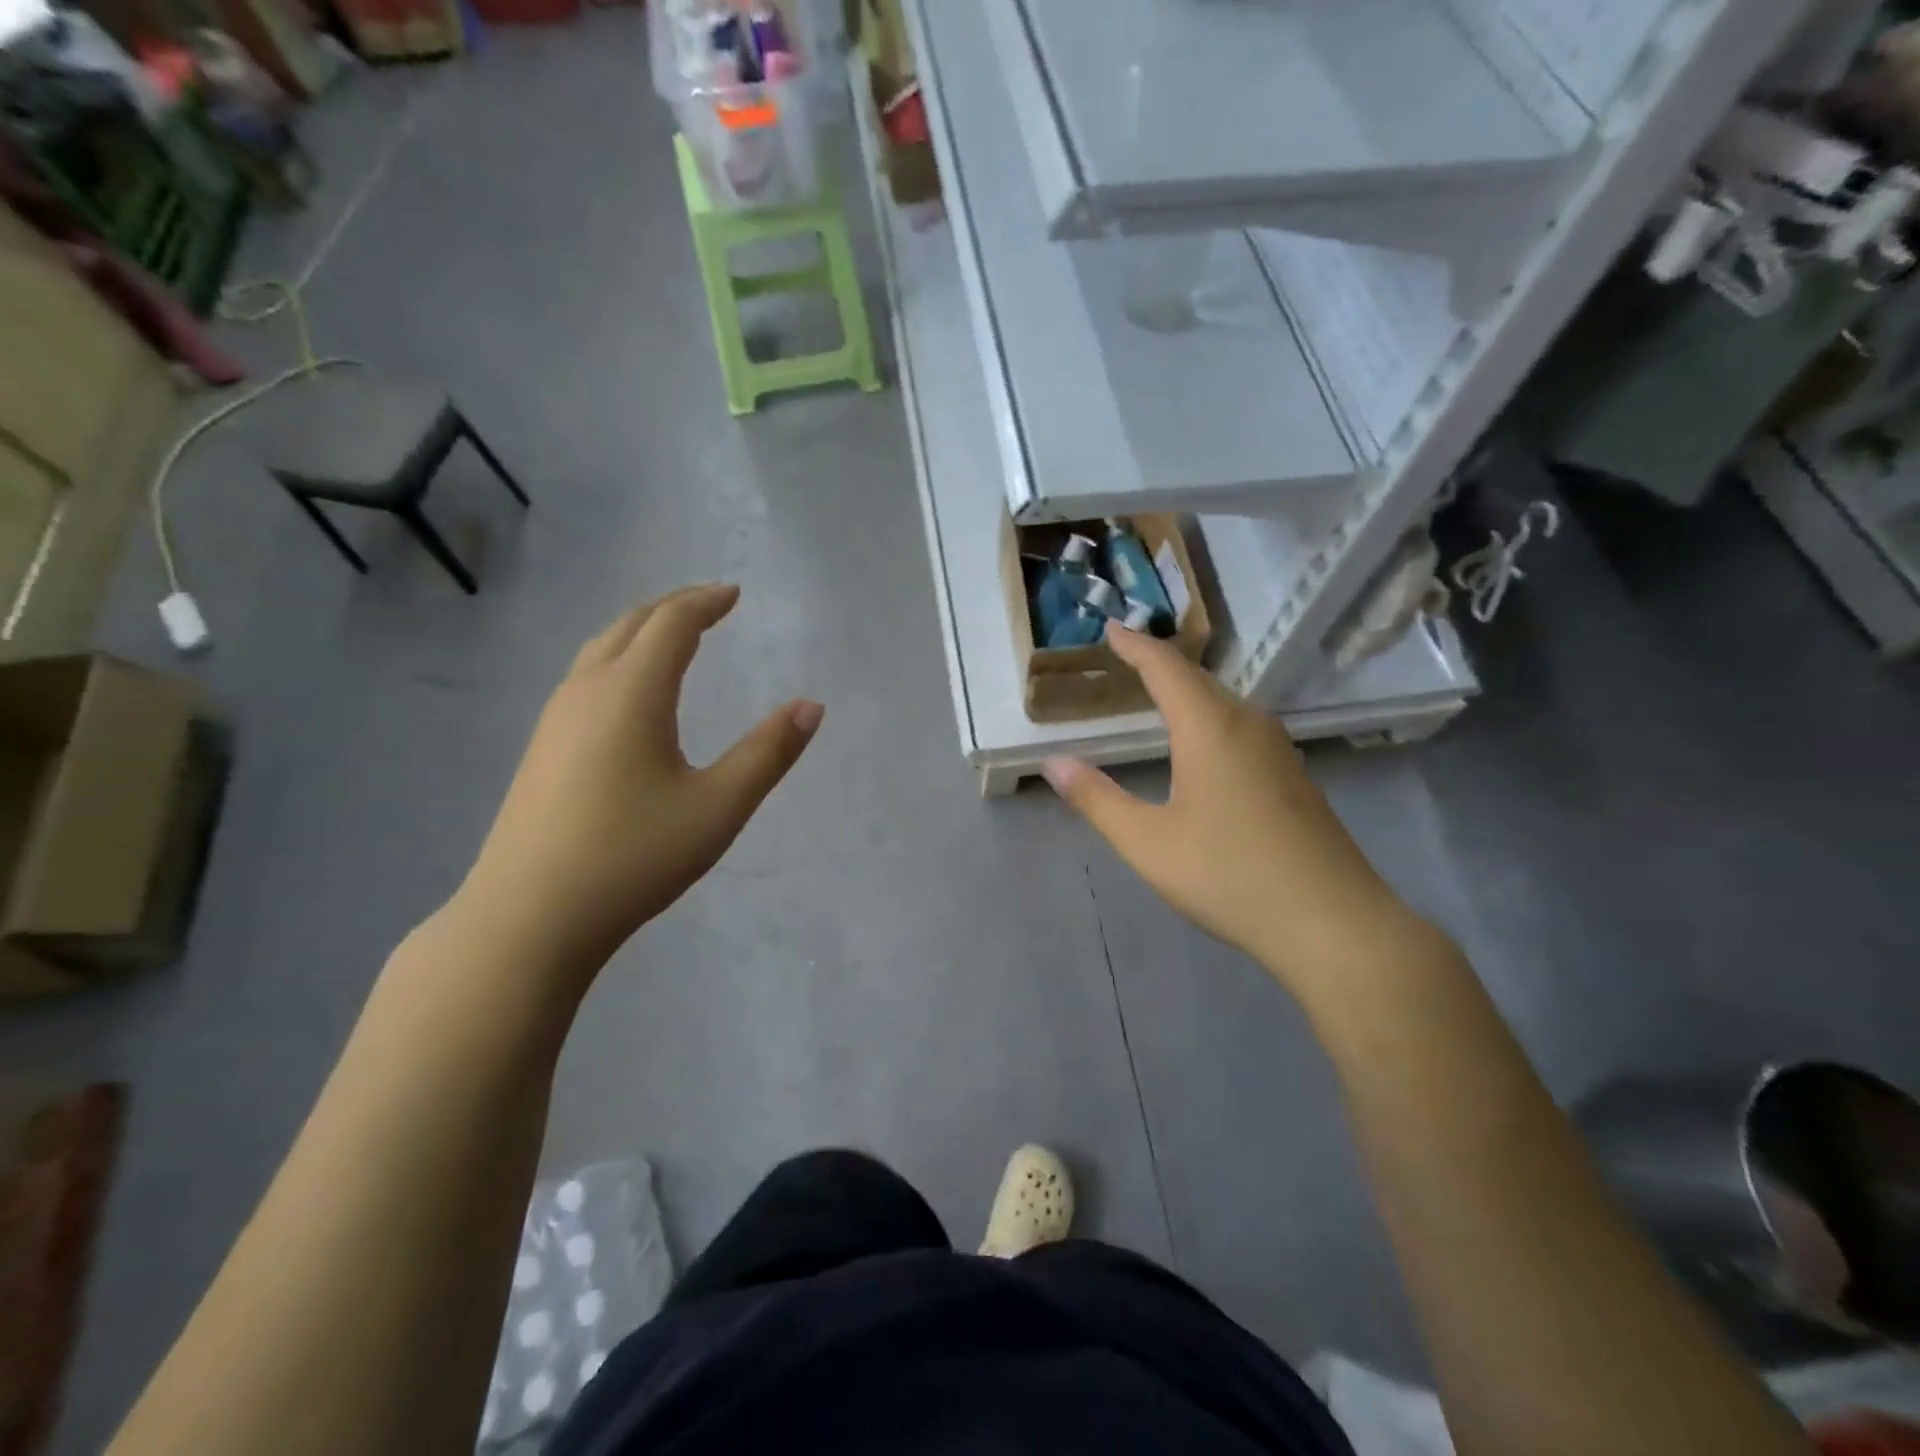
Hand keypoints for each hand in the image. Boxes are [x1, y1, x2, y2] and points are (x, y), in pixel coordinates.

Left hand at [460, 585, 821, 972]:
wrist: (529, 916)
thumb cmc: (633, 856)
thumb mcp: (719, 806)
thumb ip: (768, 752)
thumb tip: (811, 706)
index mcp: (632, 693)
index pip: (672, 624)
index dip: (705, 602)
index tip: (734, 594)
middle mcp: (588, 691)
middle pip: (631, 625)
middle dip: (673, 607)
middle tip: (709, 603)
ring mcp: (555, 719)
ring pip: (601, 650)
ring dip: (641, 631)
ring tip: (673, 637)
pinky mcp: (542, 749)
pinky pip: (585, 677)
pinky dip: (619, 660)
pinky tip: (629, 693)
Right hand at [1044, 624, 1439, 990]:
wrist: (1333, 923)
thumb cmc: (1230, 876)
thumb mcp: (1148, 843)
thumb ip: (1097, 799)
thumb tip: (1054, 763)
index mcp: (1210, 729)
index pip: (1166, 668)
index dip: (1135, 645)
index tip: (1111, 628)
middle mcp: (1248, 726)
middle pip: (1199, 680)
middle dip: (1160, 665)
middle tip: (1127, 657)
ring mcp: (1279, 751)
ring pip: (1225, 704)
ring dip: (1188, 693)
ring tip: (1158, 695)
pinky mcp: (1295, 777)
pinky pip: (1243, 729)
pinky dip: (1210, 720)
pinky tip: (1204, 745)